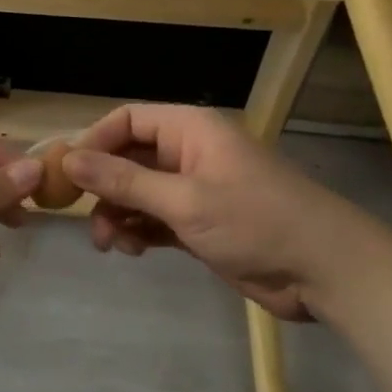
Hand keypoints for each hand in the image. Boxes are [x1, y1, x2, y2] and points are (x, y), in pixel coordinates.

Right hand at [61, 104, 374, 321]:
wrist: (325, 271)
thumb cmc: (256, 222)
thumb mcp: (184, 200)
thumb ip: (124, 181)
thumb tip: (69, 160)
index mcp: (190, 130)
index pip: (127, 120)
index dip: (94, 143)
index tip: (66, 176)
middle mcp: (188, 154)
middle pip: (127, 158)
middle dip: (103, 187)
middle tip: (85, 219)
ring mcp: (194, 190)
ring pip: (137, 193)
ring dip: (118, 215)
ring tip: (112, 244)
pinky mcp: (199, 223)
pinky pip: (153, 219)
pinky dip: (138, 232)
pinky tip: (133, 250)